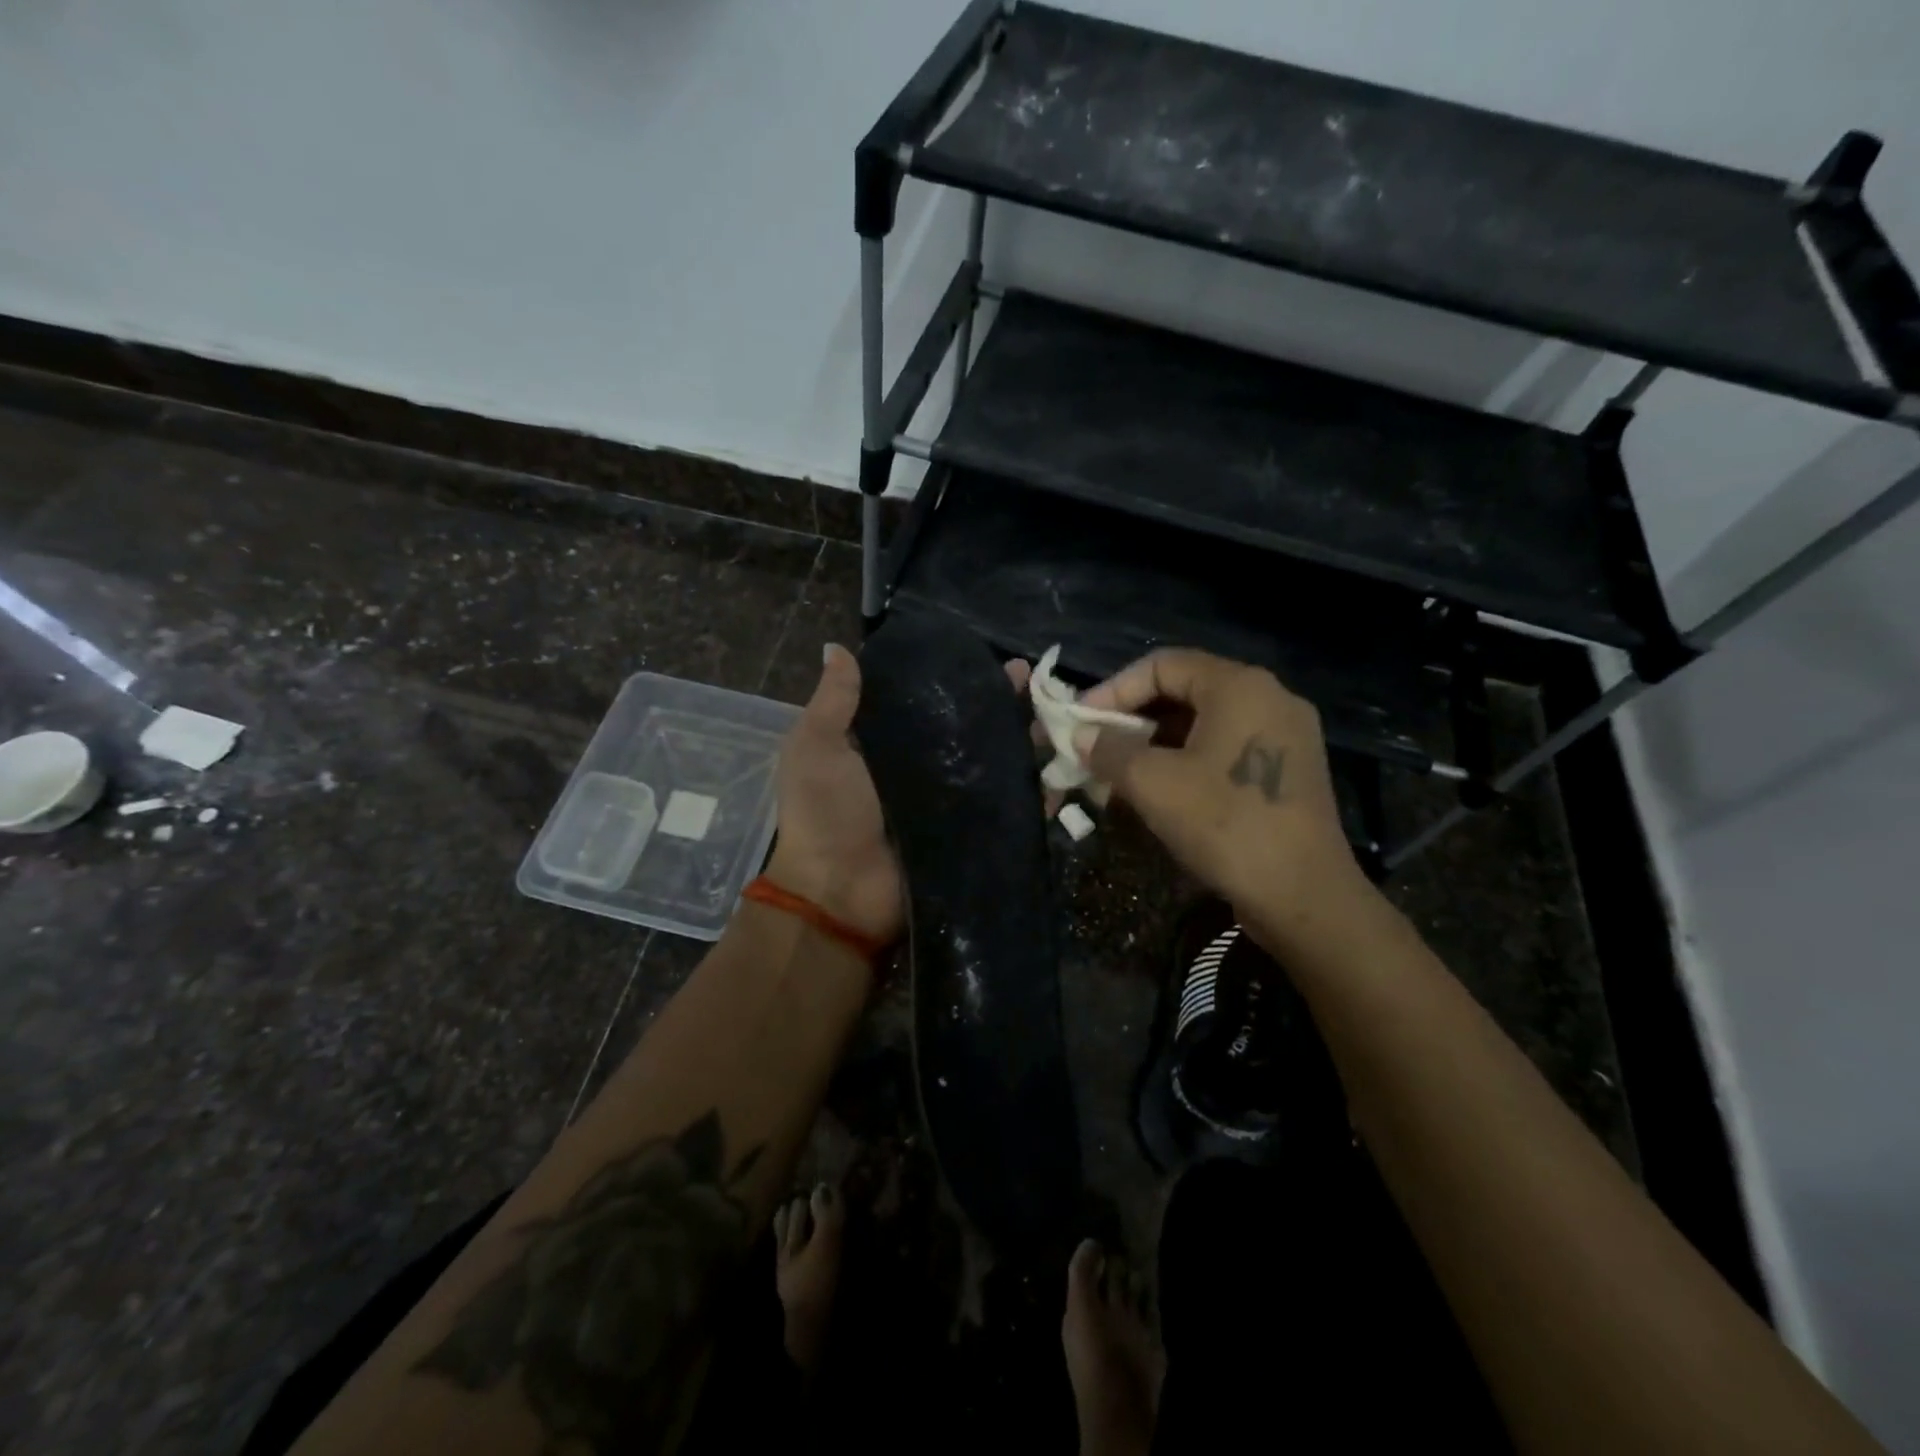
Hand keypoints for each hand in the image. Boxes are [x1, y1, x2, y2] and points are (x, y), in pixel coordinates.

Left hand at [765, 644, 1032, 947]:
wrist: (839, 894)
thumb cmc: (824, 813)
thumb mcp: (816, 748)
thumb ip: (834, 701)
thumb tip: (836, 646)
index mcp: (887, 744)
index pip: (930, 701)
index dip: (956, 679)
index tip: (984, 657)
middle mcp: (924, 769)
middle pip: (971, 729)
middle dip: (1002, 705)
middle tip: (1033, 682)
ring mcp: (952, 803)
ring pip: (997, 764)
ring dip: (1027, 741)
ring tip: (1058, 716)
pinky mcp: (972, 834)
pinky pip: (1009, 809)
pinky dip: (1037, 792)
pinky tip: (1065, 767)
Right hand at [1075, 649, 1375, 957]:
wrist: (1305, 896)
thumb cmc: (1226, 824)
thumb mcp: (1153, 783)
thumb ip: (1109, 750)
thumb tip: (1081, 735)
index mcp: (1239, 686)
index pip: (1161, 665)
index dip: (1113, 689)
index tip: (1081, 721)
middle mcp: (1268, 698)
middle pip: (1183, 693)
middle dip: (1130, 722)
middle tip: (1093, 750)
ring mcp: (1285, 735)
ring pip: (1202, 726)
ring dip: (1153, 747)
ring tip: (1115, 777)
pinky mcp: (1288, 771)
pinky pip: (1224, 751)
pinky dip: (1184, 764)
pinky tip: (1155, 795)